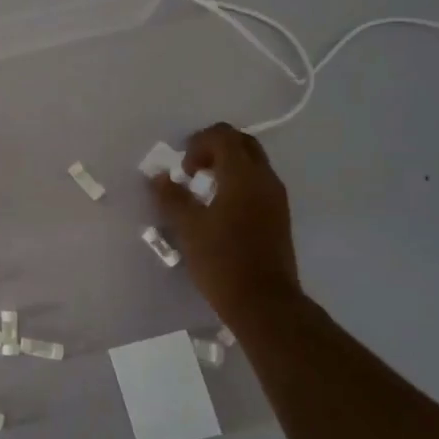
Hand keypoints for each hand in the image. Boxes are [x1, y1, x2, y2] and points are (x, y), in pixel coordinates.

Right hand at [149, 123, 301, 317]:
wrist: (264, 302)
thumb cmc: (222, 261)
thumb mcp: (188, 227)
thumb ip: (172, 196)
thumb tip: (159, 176)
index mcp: (243, 176)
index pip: (223, 135)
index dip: (198, 144)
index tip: (183, 171)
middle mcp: (265, 179)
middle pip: (242, 143)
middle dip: (214, 148)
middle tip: (192, 170)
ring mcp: (276, 198)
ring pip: (253, 163)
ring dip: (227, 165)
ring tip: (202, 191)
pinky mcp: (279, 215)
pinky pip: (258, 183)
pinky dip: (237, 182)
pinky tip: (219, 209)